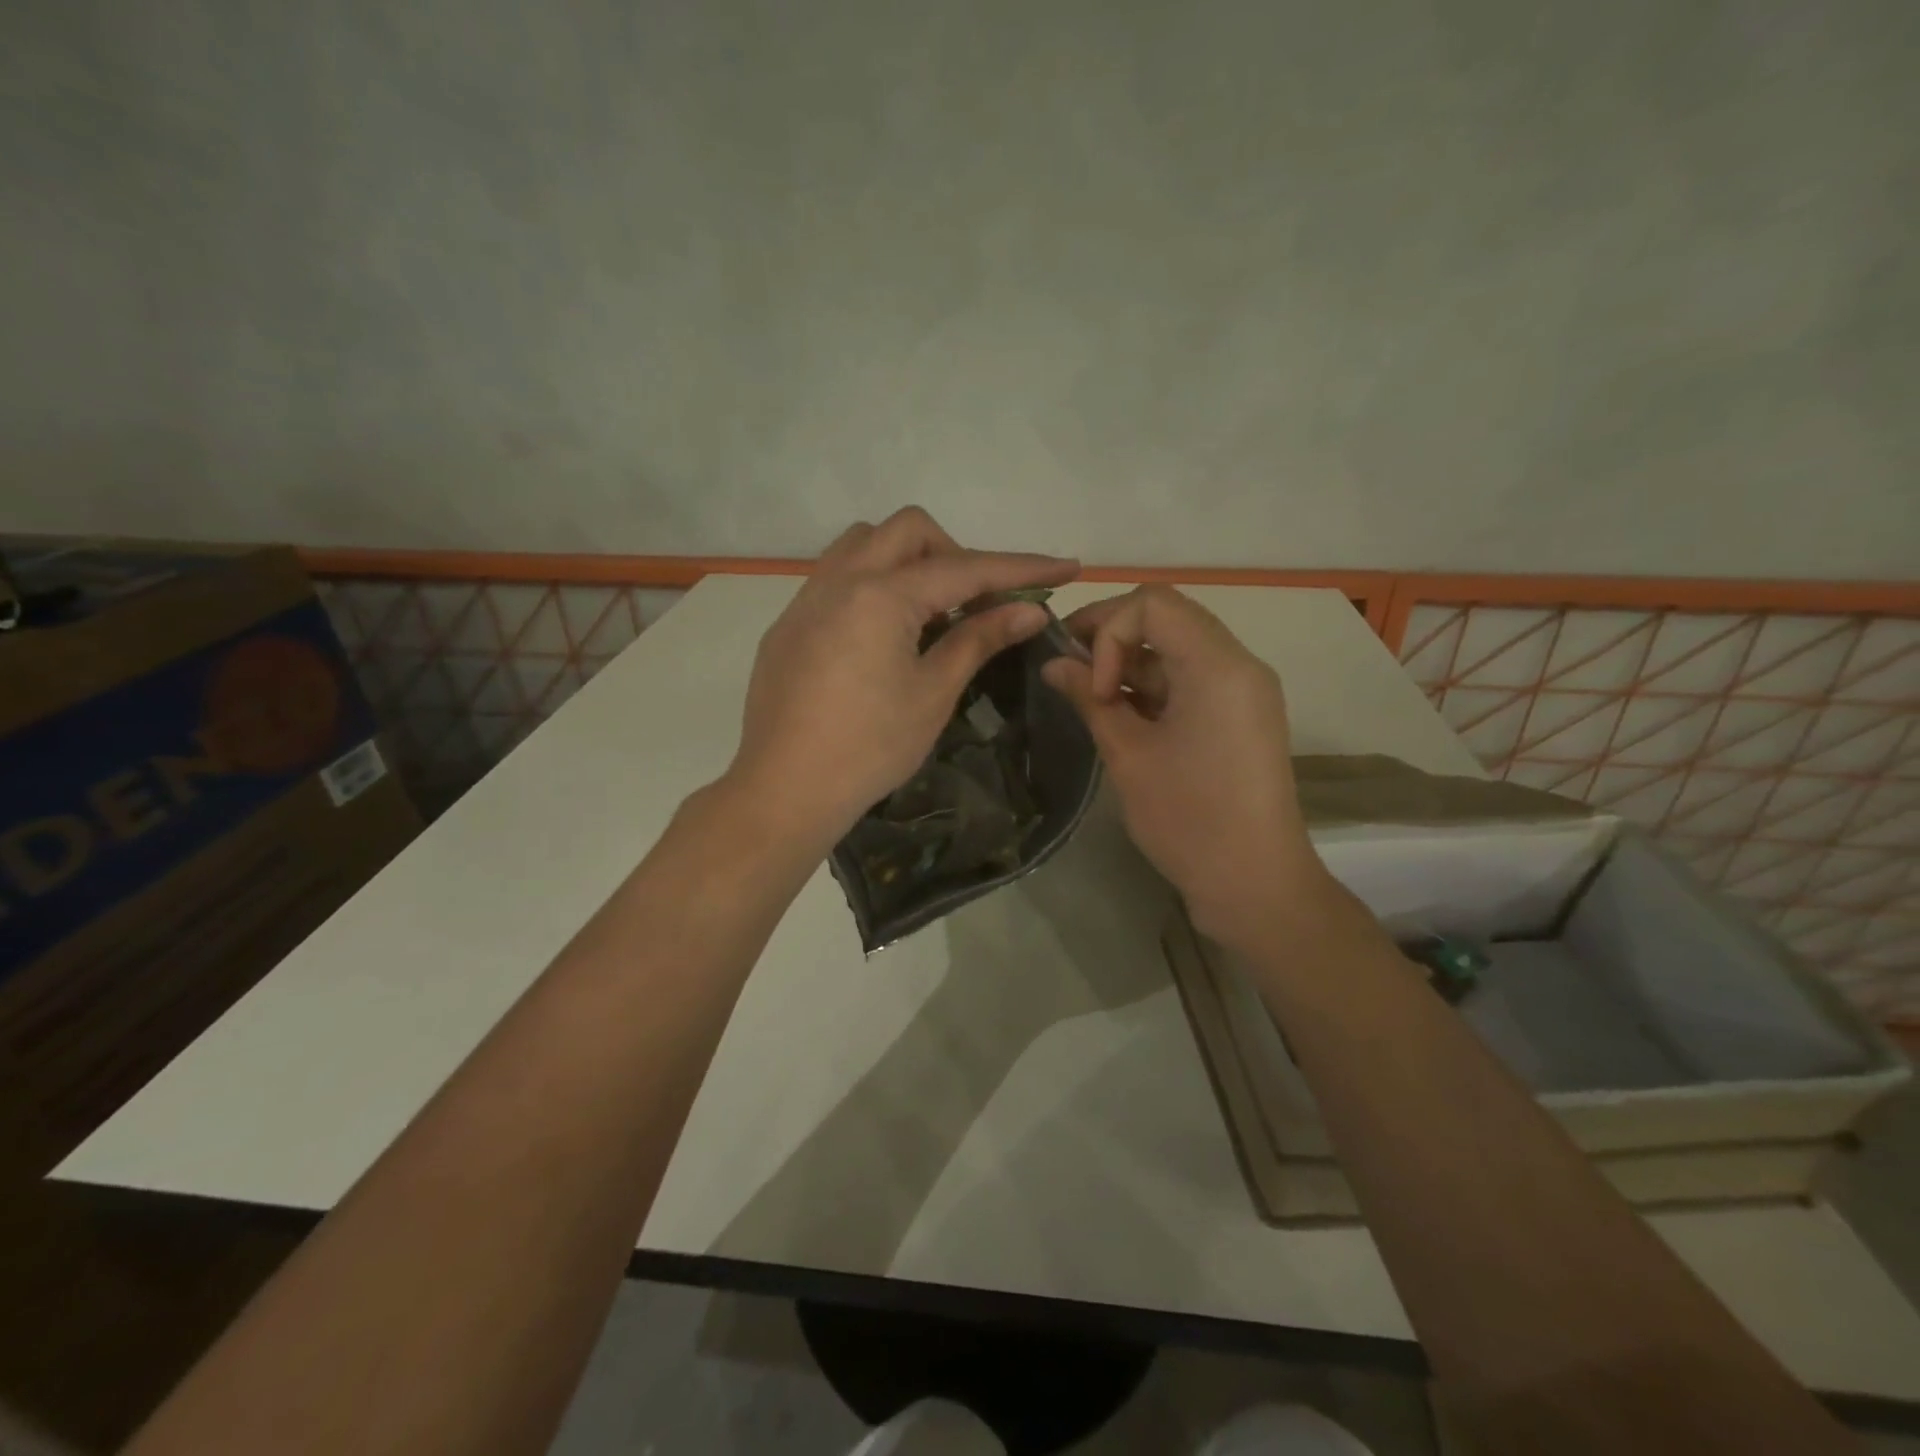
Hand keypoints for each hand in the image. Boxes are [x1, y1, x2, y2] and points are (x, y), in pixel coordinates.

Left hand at [726, 507, 1078, 847]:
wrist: (784, 789)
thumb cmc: (870, 748)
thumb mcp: (933, 693)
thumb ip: (979, 640)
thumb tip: (1029, 611)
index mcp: (881, 595)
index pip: (965, 568)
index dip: (1021, 569)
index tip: (1066, 568)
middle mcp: (840, 580)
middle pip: (909, 531)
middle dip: (956, 554)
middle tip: (976, 603)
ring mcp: (806, 599)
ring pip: (863, 544)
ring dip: (907, 560)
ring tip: (927, 613)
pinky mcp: (788, 624)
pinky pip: (835, 577)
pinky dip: (872, 584)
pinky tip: (881, 636)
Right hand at [1042, 586, 1323, 948]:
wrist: (1255, 884)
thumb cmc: (1189, 819)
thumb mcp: (1128, 755)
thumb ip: (1089, 699)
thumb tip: (1053, 665)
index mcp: (1217, 665)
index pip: (1152, 603)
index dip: (1107, 630)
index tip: (1090, 683)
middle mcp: (1238, 665)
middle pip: (1167, 618)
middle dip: (1112, 639)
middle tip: (1070, 673)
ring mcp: (1243, 691)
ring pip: (1176, 649)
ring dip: (1129, 665)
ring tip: (1091, 702)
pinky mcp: (1240, 716)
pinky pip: (1191, 680)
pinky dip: (1152, 688)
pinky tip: (1121, 717)